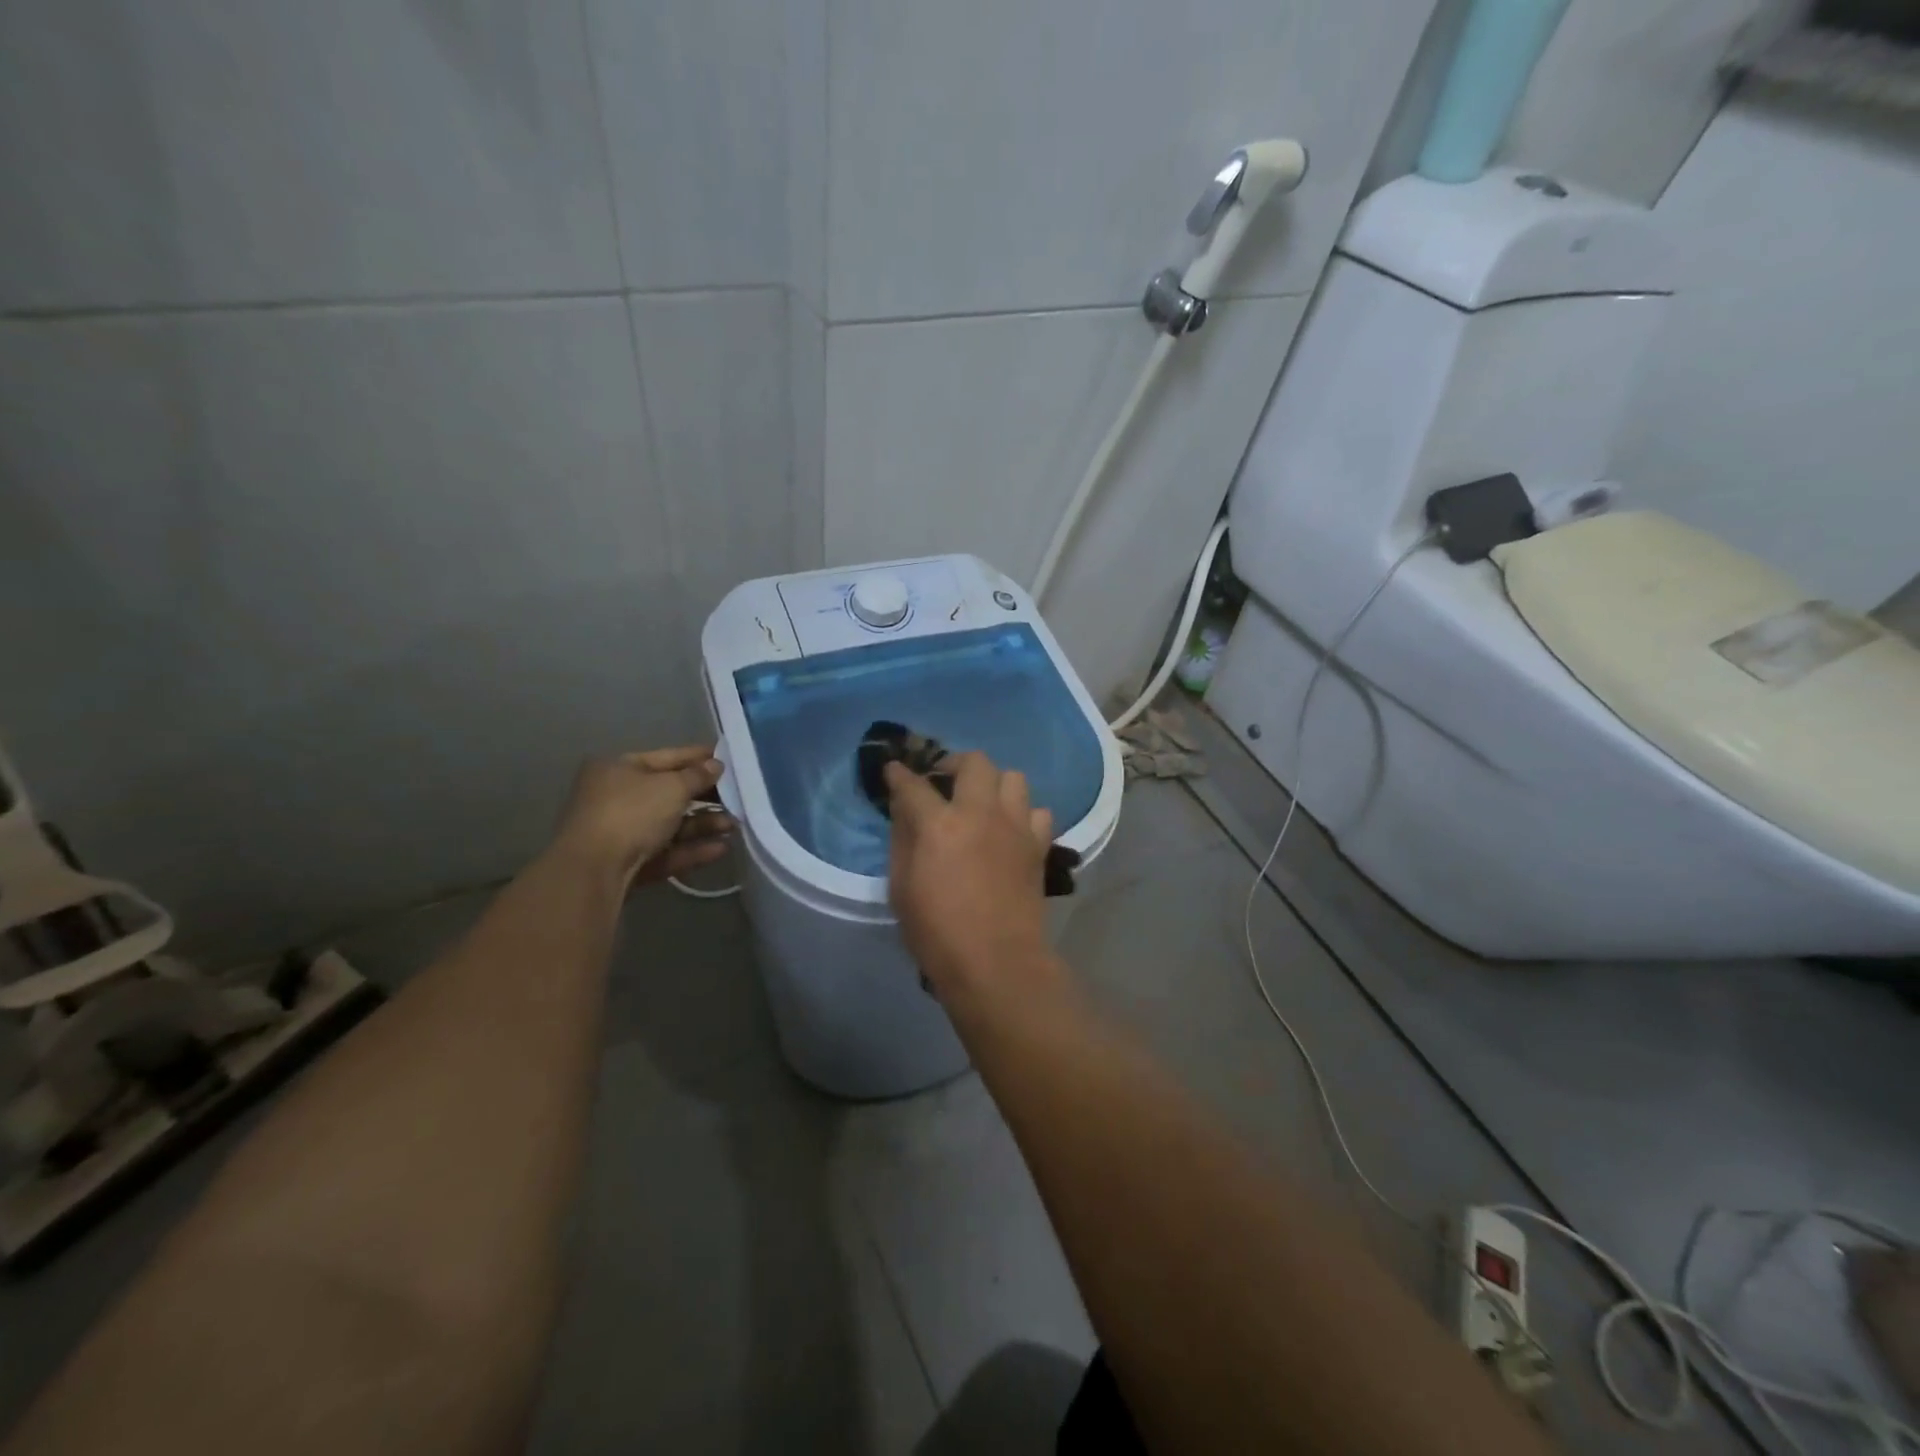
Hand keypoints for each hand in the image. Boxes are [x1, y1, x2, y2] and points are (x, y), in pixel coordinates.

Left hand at [552, 746, 733, 887]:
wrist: (593, 871)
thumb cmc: (631, 813)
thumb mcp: (671, 787)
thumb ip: (698, 775)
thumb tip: (716, 766)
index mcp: (619, 768)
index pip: (667, 757)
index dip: (699, 757)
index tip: (730, 759)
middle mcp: (616, 797)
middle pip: (670, 793)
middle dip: (706, 796)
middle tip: (738, 797)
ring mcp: (621, 832)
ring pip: (671, 824)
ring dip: (703, 824)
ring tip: (734, 825)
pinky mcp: (629, 864)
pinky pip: (667, 851)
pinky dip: (693, 849)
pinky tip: (722, 848)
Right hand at [884, 752, 1068, 1016]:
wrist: (996, 963)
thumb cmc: (937, 932)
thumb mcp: (901, 887)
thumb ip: (902, 839)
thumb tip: (904, 809)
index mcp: (940, 825)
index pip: (914, 784)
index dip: (899, 774)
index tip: (894, 770)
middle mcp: (981, 814)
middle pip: (974, 762)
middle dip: (954, 763)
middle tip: (943, 782)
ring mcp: (1016, 827)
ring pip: (1013, 777)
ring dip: (993, 784)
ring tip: (981, 803)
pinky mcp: (1038, 845)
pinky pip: (1038, 811)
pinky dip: (1023, 814)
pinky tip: (1010, 830)